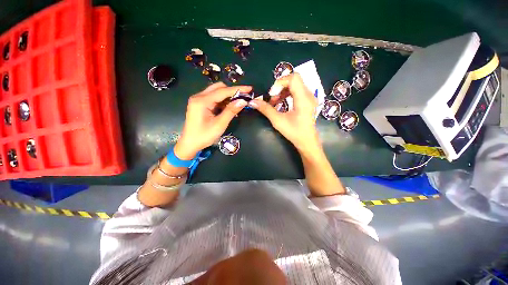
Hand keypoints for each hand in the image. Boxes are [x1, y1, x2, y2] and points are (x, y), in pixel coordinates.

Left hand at [174, 82, 251, 159]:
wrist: (190, 144)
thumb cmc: (204, 136)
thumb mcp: (219, 124)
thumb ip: (231, 111)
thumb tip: (243, 101)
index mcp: (202, 101)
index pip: (223, 91)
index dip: (238, 89)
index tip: (250, 89)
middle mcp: (199, 96)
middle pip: (219, 87)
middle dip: (232, 92)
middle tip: (243, 98)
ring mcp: (198, 100)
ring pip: (216, 92)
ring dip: (227, 96)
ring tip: (237, 103)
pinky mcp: (200, 104)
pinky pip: (213, 98)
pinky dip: (222, 101)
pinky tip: (228, 107)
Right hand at [248, 73, 320, 152]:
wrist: (307, 141)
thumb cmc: (294, 132)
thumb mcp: (278, 121)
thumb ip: (265, 109)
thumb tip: (252, 102)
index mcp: (303, 98)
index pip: (293, 78)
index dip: (280, 83)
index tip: (272, 94)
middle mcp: (309, 94)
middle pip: (294, 79)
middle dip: (280, 87)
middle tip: (272, 98)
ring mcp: (310, 97)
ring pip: (295, 85)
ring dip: (282, 91)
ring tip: (275, 102)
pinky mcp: (308, 101)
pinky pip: (297, 91)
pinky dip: (287, 94)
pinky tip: (281, 103)